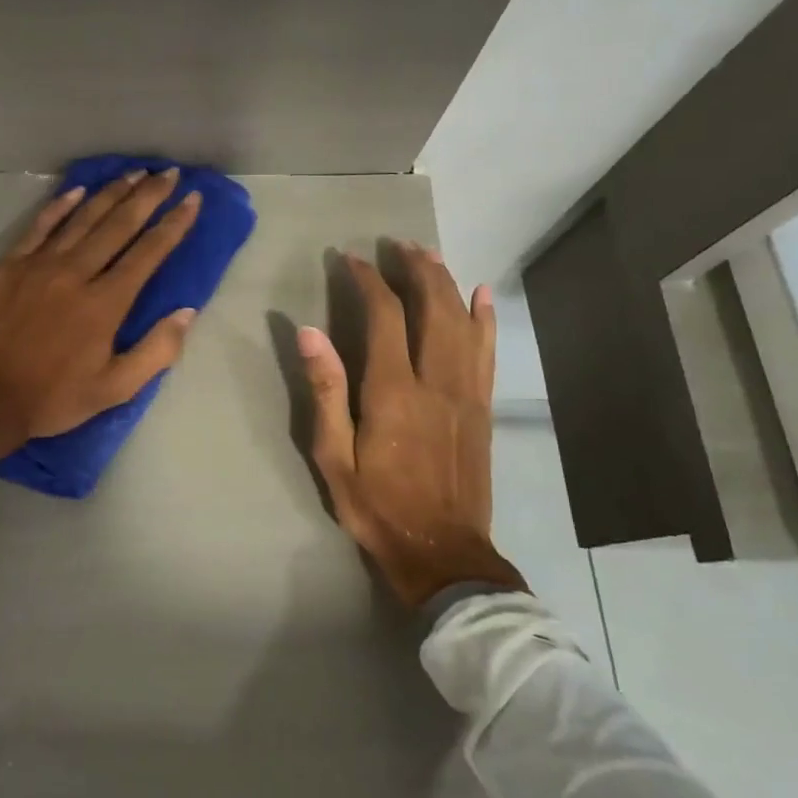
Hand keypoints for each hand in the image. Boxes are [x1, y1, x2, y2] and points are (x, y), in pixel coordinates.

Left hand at [0, 169, 202, 457]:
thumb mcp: (115, 389)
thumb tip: (187, 312)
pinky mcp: (11, 265)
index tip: (192, 199)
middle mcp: (77, 273)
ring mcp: (40, 264)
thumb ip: (156, 351)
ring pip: (83, 218)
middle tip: (169, 173)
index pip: (149, 253)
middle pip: (119, 225)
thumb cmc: (52, 397)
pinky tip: (77, 190)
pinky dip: (60, 205)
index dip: (174, 224)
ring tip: (134, 173)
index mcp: (106, 303)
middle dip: (148, 196)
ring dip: (111, 193)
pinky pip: (40, 226)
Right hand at [298, 244, 525, 606]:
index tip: (351, 260)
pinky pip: (487, 351)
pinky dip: (485, 318)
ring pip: (462, 322)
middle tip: (397, 244)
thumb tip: (310, 332)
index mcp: (393, 392)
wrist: (442, 553)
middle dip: (415, 269)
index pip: (384, 316)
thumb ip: (325, 391)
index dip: (369, 281)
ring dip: (447, 282)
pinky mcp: (482, 408)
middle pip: (433, 307)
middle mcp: (436, 381)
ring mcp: (467, 393)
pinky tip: (482, 295)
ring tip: (430, 255)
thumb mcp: (334, 456)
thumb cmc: (376, 506)